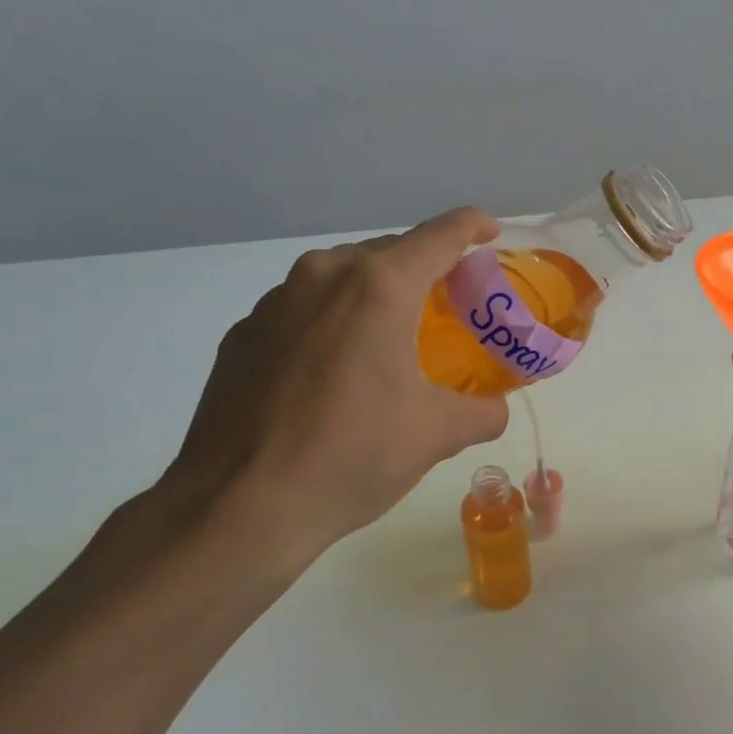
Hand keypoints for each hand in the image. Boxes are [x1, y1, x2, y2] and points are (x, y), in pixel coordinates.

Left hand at [152, 207, 509, 580]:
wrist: (237, 507)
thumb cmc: (351, 455)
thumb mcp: (436, 434)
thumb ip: (482, 411)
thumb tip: (495, 410)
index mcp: (379, 286)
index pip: (440, 235)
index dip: (472, 226)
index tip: (491, 232)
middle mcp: (323, 276)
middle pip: (389, 251)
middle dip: (425, 267)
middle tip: (451, 300)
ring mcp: (274, 302)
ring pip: (341, 277)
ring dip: (375, 293)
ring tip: (393, 334)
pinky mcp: (242, 335)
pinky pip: (303, 310)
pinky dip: (332, 322)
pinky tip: (335, 371)